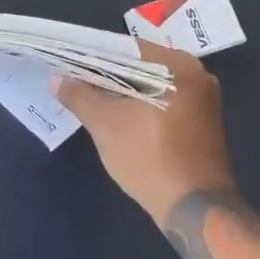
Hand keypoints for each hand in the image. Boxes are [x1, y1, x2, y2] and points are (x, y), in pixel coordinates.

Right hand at [52, 41, 236, 223]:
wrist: (195, 210)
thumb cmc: (150, 158)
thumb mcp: (105, 124)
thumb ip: (79, 95)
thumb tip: (57, 79)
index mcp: (179, 66)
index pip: (127, 48)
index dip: (94, 54)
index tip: (67, 60)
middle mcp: (197, 75)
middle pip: (140, 66)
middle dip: (106, 74)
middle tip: (74, 79)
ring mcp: (202, 101)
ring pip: (150, 86)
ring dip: (121, 92)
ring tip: (88, 97)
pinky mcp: (200, 123)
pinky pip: (161, 102)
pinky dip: (138, 106)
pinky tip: (115, 116)